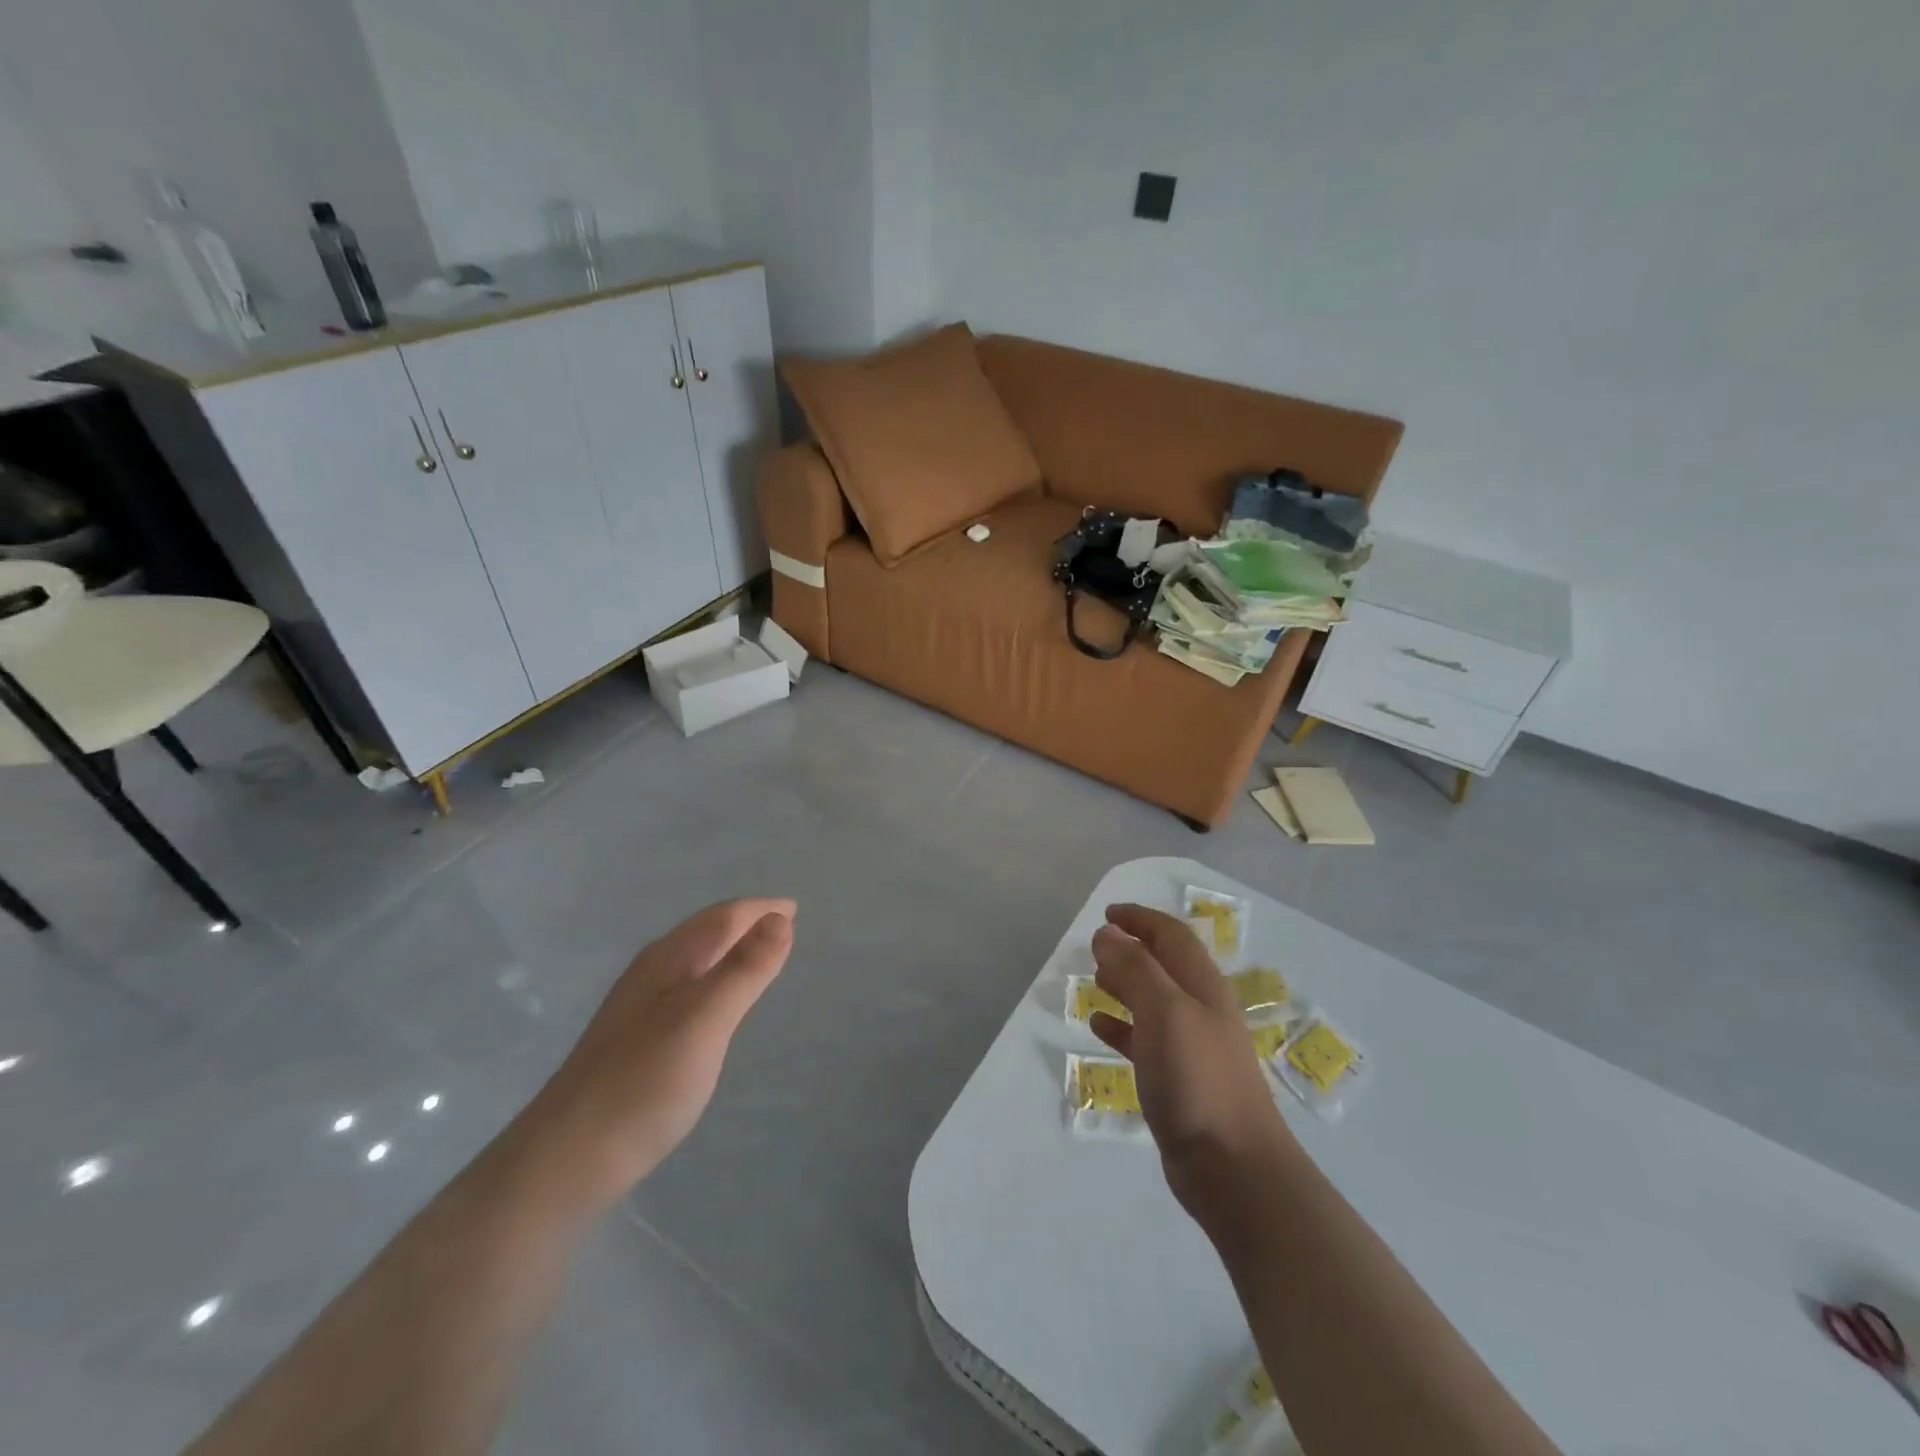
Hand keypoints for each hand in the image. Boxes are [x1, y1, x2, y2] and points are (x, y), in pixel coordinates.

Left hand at [523, 898, 794, 1207]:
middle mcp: (651, 974)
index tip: (794, 909)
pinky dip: (715, 979)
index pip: (722, 918)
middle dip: (745, 923)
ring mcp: (640, 1008)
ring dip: (729, 949)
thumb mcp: (705, 1020)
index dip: (760, 910)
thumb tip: (780, 919)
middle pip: (706, 933)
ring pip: (695, 960)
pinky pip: (688, 988)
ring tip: (760, 956)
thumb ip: (744, 970)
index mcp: (667, 960)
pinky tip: (718, 1004)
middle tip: (785, 925)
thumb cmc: (644, 1083)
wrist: (567, 1160)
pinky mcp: (636, 1040)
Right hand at [1089, 904, 1291, 1215]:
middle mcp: (1199, 1010)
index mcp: (1202, 986)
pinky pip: (1143, 1040)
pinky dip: (1120, 1026)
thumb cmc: (1198, 1078)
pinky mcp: (1178, 1081)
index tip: (1107, 913)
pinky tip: (1098, 1026)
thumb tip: (1107, 933)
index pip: (1172, 936)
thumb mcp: (1164, 1011)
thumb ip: (1135, 968)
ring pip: (1152, 1002)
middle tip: (1096, 946)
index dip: (1141, 919)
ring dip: (1124, 985)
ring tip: (1094, 979)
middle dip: (1132, 949)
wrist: (1233, 1168)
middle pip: (1164, 966)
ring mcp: (1191, 1047)